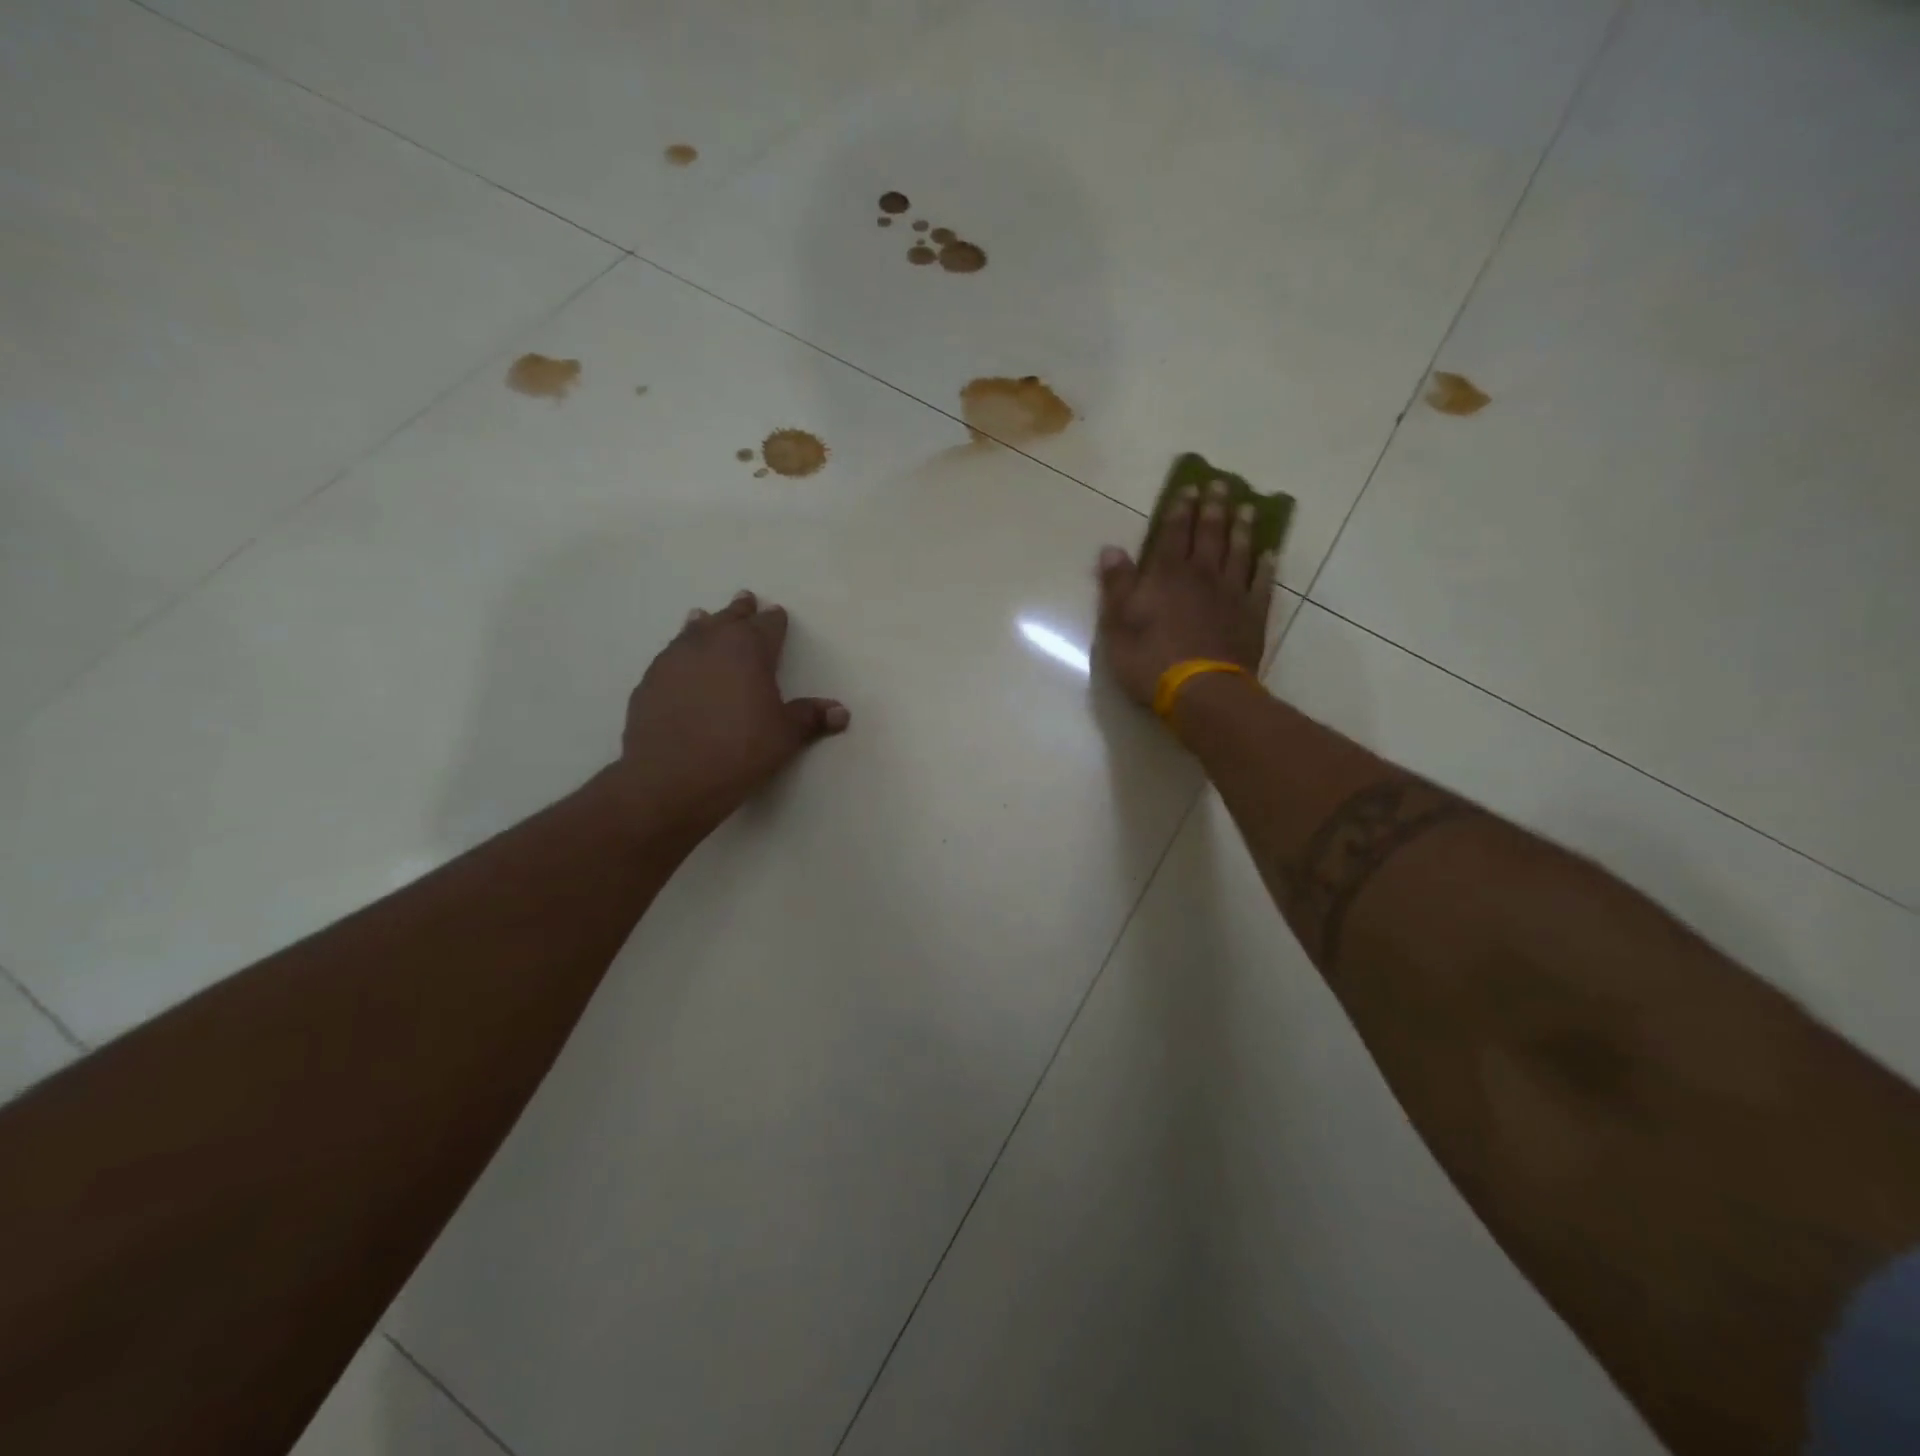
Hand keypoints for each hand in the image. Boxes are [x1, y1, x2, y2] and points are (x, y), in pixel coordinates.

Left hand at [609, 589, 848, 837]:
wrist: (670, 778)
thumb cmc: (740, 751)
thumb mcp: (785, 736)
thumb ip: (811, 718)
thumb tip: (841, 712)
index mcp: (749, 649)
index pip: (768, 625)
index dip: (775, 620)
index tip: (777, 615)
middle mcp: (711, 643)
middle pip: (729, 618)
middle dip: (740, 611)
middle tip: (745, 599)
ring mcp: (674, 659)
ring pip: (693, 631)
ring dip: (704, 624)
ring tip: (703, 617)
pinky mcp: (649, 681)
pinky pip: (670, 657)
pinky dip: (680, 654)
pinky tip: (679, 664)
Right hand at [1095, 478, 1274, 707]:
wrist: (1201, 691)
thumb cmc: (1150, 660)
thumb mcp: (1118, 625)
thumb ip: (1117, 586)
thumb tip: (1111, 549)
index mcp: (1165, 576)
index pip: (1173, 534)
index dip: (1180, 510)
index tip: (1189, 488)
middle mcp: (1201, 576)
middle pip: (1210, 535)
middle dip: (1214, 508)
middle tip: (1221, 485)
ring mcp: (1231, 594)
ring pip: (1239, 552)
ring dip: (1242, 529)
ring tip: (1247, 508)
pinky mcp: (1252, 616)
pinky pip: (1262, 584)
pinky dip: (1266, 567)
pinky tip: (1269, 554)